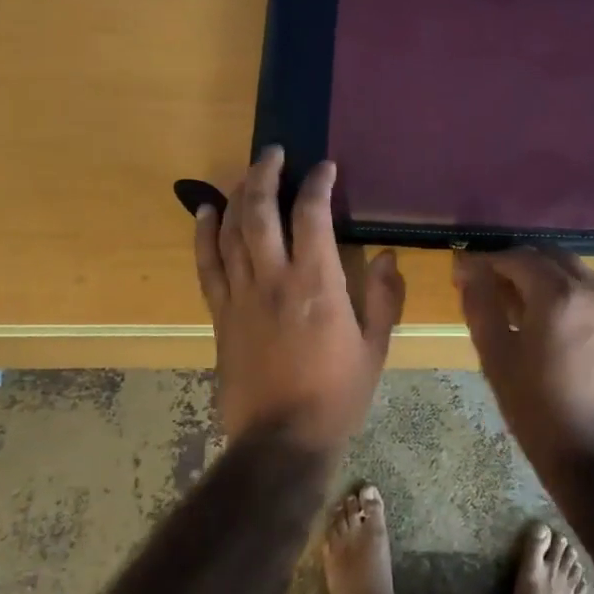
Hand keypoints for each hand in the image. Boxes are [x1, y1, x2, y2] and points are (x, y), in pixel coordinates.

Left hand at [194, 148, 404, 451]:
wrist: (281, 440)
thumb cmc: (337, 395)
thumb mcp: (375, 347)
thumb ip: (384, 297)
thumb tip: (389, 256)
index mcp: (317, 283)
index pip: (312, 215)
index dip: (318, 183)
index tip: (325, 167)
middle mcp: (274, 278)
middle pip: (259, 211)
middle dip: (265, 174)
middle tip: (275, 153)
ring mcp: (241, 295)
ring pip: (231, 231)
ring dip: (237, 195)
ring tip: (247, 173)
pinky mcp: (221, 314)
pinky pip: (207, 265)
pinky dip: (204, 234)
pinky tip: (206, 211)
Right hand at [453, 248, 593, 468]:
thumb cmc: (536, 408)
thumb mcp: (496, 356)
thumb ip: (481, 304)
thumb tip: (468, 269)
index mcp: (558, 295)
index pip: (518, 257)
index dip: (487, 260)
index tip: (464, 272)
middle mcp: (592, 291)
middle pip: (550, 256)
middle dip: (518, 262)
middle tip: (491, 283)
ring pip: (575, 272)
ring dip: (545, 275)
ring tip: (520, 303)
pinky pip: (593, 294)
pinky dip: (568, 293)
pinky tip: (552, 322)